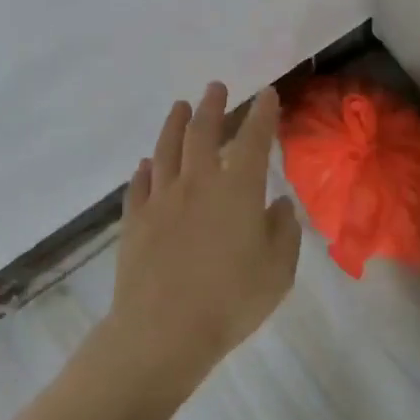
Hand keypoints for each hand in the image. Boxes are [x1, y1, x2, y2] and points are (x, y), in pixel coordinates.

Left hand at [105, 82, 302, 396]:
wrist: (162, 332)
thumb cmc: (231, 300)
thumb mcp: (278, 270)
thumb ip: (283, 232)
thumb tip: (280, 205)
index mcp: (238, 189)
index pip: (253, 139)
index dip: (262, 114)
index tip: (266, 94)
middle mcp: (198, 182)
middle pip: (203, 132)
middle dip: (212, 106)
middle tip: (216, 88)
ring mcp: (162, 199)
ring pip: (166, 150)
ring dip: (175, 124)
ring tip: (180, 106)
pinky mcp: (135, 221)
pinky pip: (139, 185)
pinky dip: (145, 170)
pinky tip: (146, 164)